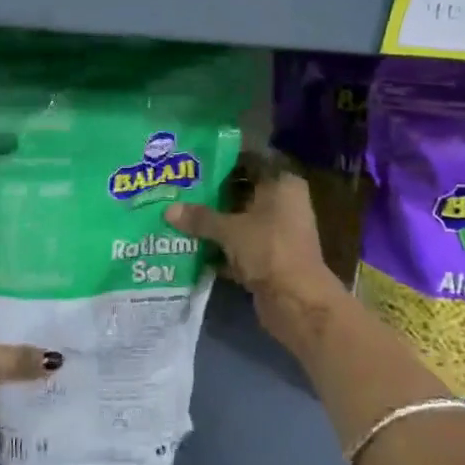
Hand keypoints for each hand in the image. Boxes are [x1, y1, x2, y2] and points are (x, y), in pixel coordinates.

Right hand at [165, 152, 344, 351]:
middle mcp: (284, 203)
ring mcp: (278, 232)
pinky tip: (192, 248)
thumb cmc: (268, 250)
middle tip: (179, 191)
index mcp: (282, 184)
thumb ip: (200, 218)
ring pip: (240, 221)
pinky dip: (221, 248)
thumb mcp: (230, 230)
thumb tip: (168, 210)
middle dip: (213, 196)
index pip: (249, 162)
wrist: (297, 302)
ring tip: (180, 217)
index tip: (193, 164)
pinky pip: (240, 246)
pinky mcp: (270, 258)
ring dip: (215, 223)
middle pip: (243, 192)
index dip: (222, 163)